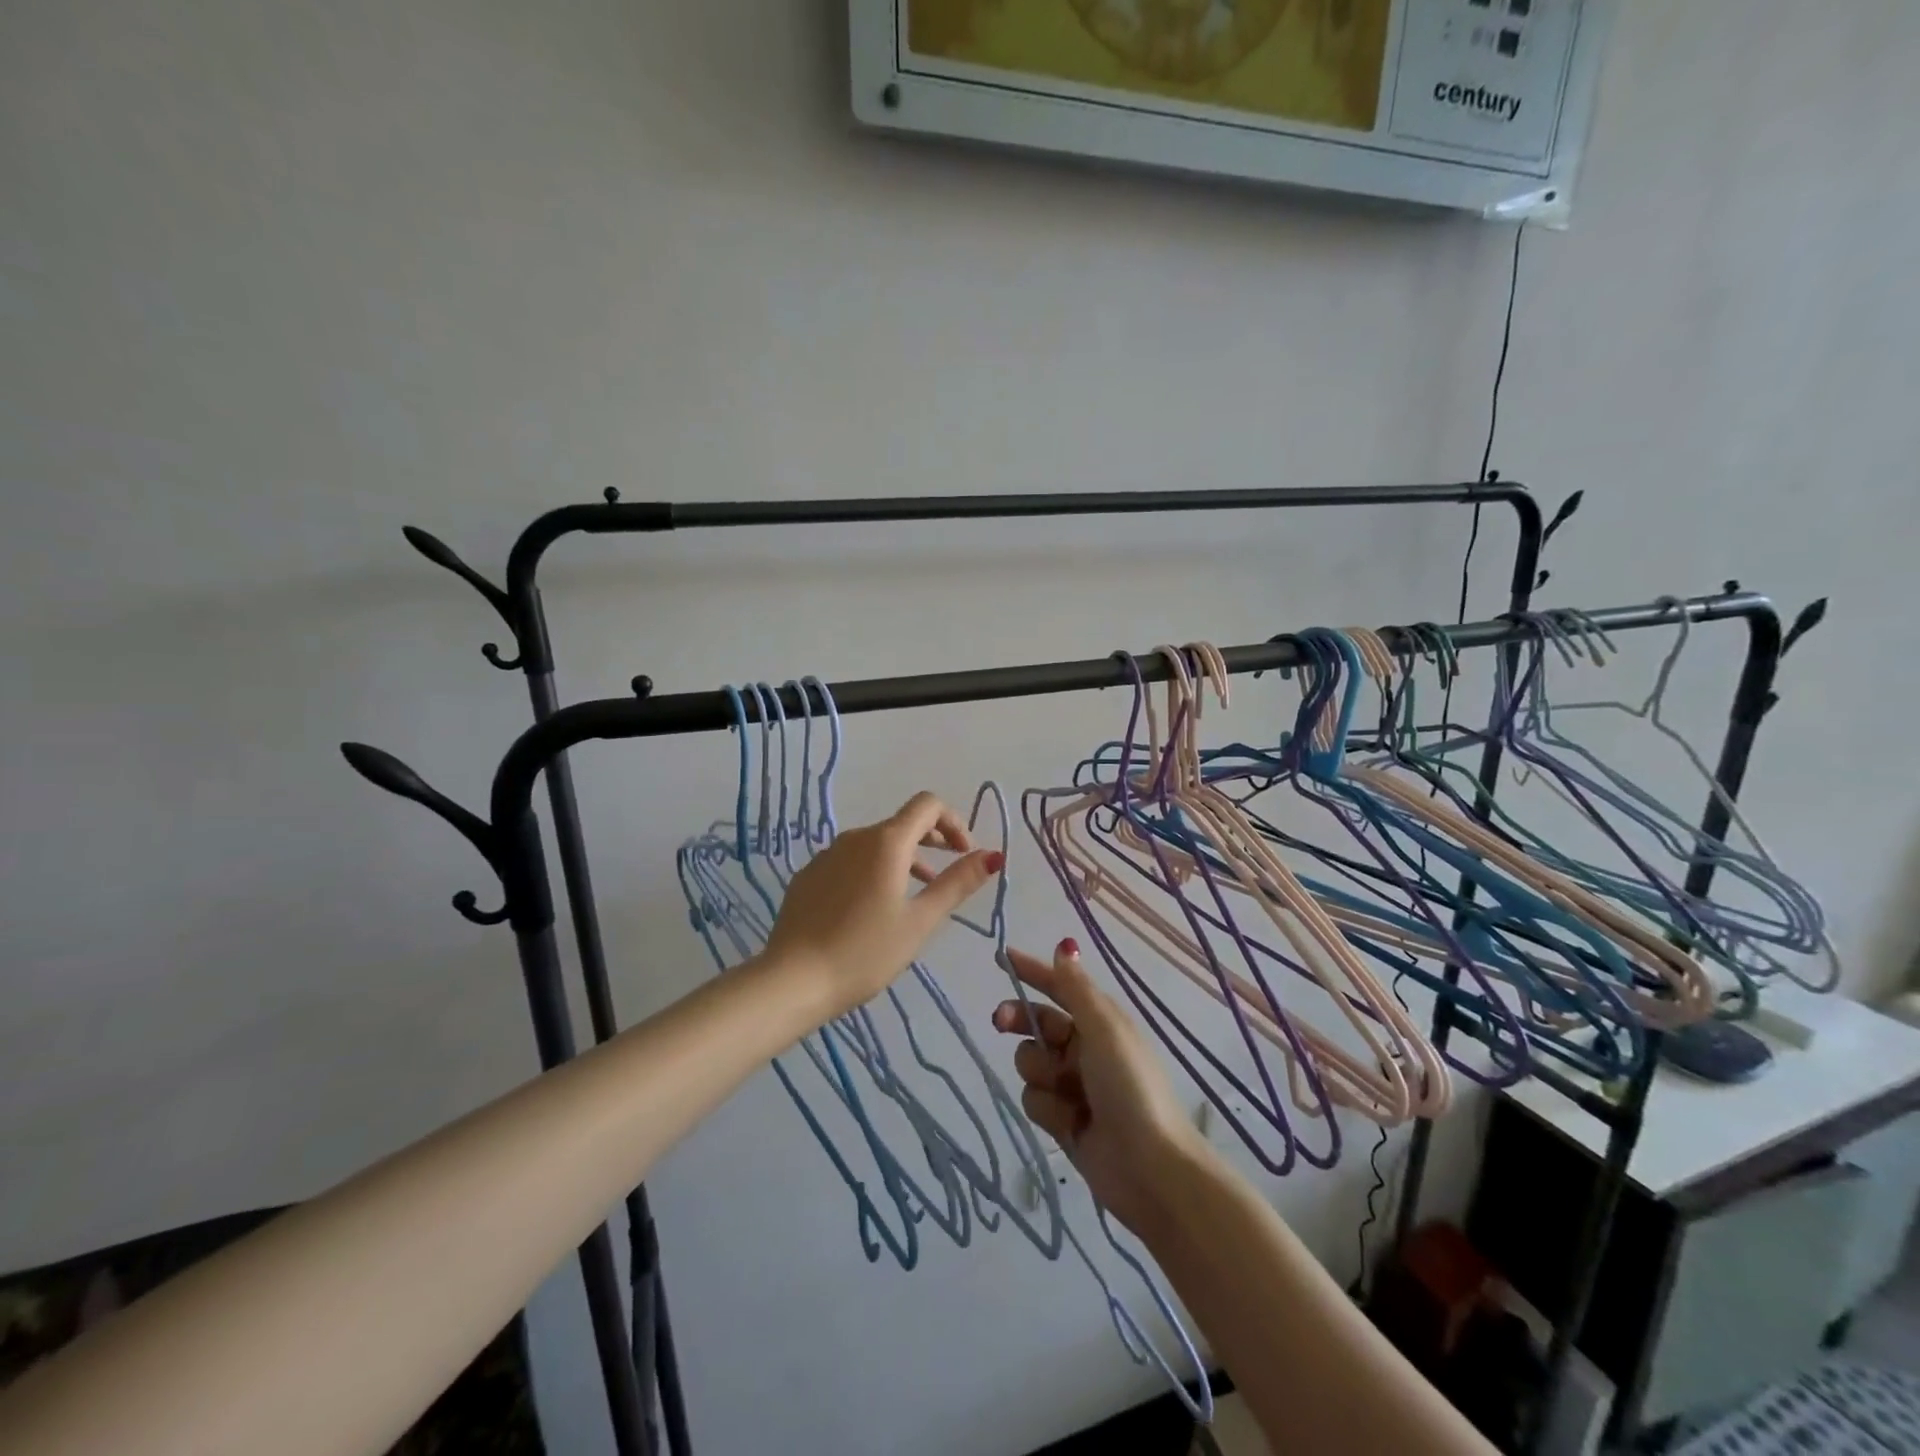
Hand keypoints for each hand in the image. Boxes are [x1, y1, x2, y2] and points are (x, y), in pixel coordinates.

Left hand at [761, 792, 1003, 1020]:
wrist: (792, 980)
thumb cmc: (865, 952)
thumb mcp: (920, 921)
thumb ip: (957, 883)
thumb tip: (993, 855)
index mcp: (886, 842)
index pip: (928, 805)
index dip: (954, 822)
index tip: (965, 854)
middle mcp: (855, 837)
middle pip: (902, 823)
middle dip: (932, 840)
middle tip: (947, 873)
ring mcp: (827, 855)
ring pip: (876, 844)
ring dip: (903, 859)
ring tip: (915, 895)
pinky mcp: (809, 875)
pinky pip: (850, 861)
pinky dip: (873, 871)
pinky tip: (871, 909)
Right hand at [993, 940, 1212, 1234]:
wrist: (1150, 1168)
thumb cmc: (1130, 1087)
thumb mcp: (1105, 1028)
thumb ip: (1077, 989)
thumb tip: (1065, 946)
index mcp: (1100, 1021)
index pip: (1059, 987)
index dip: (1032, 971)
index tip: (1001, 959)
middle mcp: (1085, 1048)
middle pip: (1037, 1023)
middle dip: (1019, 1020)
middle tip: (1000, 1022)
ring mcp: (1073, 1085)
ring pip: (1031, 1064)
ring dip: (1041, 1074)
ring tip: (1067, 1094)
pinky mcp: (1064, 1120)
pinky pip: (1035, 1100)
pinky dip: (1049, 1109)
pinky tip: (1071, 1123)